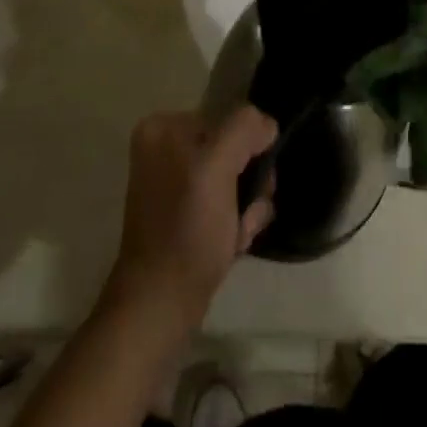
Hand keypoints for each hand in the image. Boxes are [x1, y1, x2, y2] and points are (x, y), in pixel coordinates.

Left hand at [106, 108, 276, 333]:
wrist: (159, 306)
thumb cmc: (187, 230)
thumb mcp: (218, 166)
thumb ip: (245, 129)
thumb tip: (266, 126)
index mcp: (163, 127)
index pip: (230, 120)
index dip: (247, 152)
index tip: (247, 186)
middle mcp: (164, 148)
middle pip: (234, 150)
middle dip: (248, 184)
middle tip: (245, 216)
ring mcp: (172, 183)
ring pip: (234, 179)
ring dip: (247, 207)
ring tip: (237, 235)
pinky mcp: (180, 214)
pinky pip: (223, 202)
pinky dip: (234, 222)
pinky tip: (232, 244)